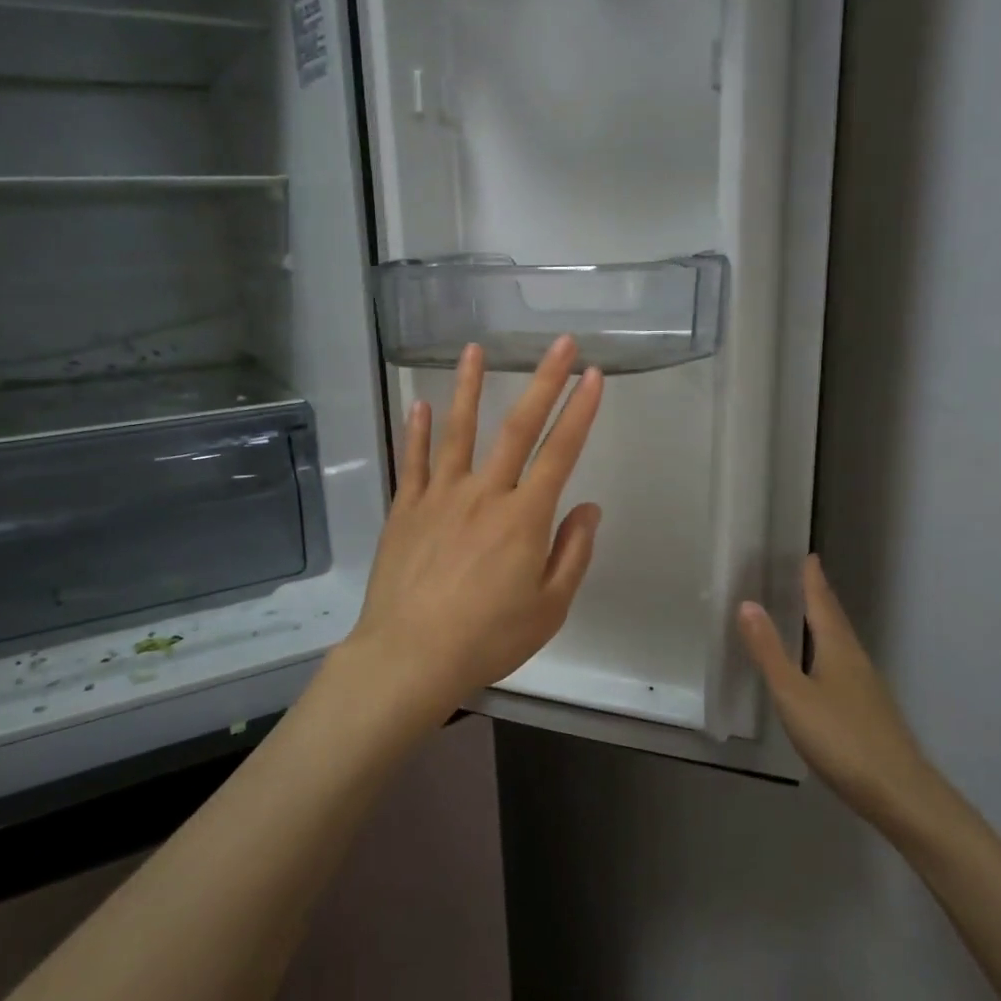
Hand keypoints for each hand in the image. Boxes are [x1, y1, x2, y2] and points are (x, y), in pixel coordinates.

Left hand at [342, 336, 603, 727]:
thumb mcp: (549, 607)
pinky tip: (419, 404)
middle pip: (517, 428)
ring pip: (458, 431)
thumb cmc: (488, 638)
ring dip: (468, 387)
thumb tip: (588, 508)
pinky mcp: (406, 509)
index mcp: (525, 517)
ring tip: (474, 349)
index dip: (580, 411)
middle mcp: (485, 494)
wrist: (411, 656)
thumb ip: (573, 553)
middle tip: (560, 344)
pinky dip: (417, 432)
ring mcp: (440, 497)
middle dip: (543, 382)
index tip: (593, 376)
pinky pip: (413, 462)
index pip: (560, 452)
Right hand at [738, 555, 950, 836]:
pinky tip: (823, 670)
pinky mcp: (870, 712)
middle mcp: (856, 661)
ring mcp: (867, 688)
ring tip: (810, 616)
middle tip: (806, 578)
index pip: (822, 605)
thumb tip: (747, 603)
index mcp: (838, 649)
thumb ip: (769, 651)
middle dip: (820, 599)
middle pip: (836, 621)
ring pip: (843, 644)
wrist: (899, 792)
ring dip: (826, 625)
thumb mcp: (793, 694)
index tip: (809, 556)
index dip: (813, 581)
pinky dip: (830, 653)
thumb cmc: (840, 738)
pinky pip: (845, 666)